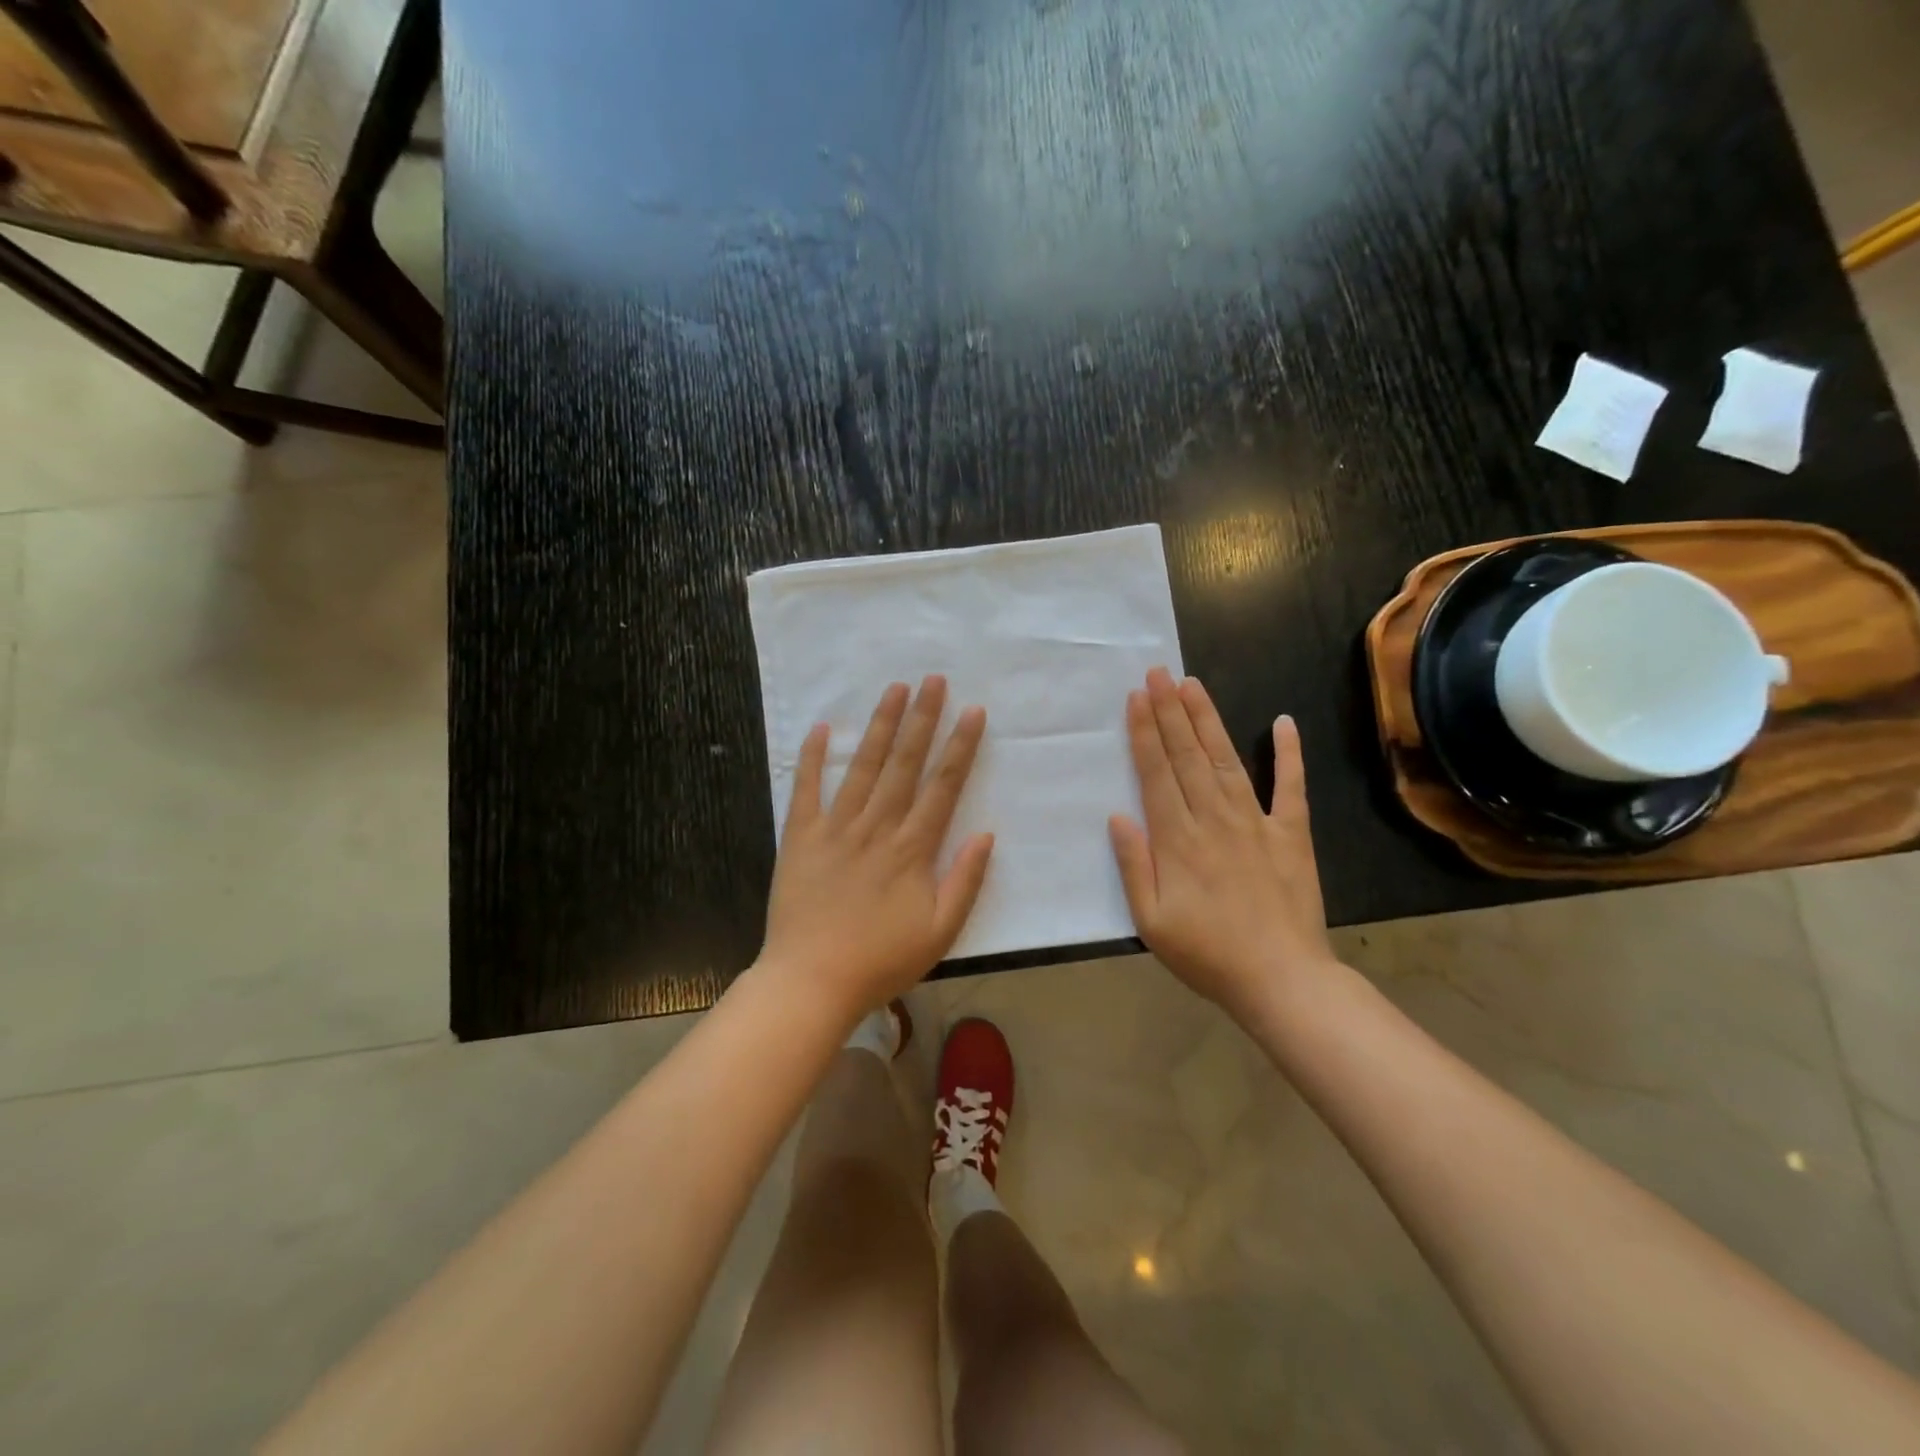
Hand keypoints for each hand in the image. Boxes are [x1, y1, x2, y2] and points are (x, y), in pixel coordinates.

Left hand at [761, 676, 994, 1016]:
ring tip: (895, 689)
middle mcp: (877, 827)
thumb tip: (986, 834)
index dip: (960, 746)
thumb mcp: (940, 932)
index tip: (973, 712)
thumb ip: (965, 881)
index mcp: (912, 849)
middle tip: (934, 680)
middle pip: (905, 764)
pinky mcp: (800, 837)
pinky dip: (814, 757)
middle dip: (922, 719)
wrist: (812, 981)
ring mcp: (836, 828)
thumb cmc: (881, 960)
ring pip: (863, 766)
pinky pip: (806, 789)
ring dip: (881, 726)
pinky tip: (824, 728)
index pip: (943, 786)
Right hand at [1109, 667, 1335, 1022]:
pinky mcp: (1292, 834)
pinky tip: (1284, 722)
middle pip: (1187, 756)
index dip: (1144, 733)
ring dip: (1208, 720)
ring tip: (1192, 685)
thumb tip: (1118, 816)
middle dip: (1169, 711)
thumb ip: (1134, 865)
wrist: (1281, 980)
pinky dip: (1289, 753)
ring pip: (1227, 760)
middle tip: (1158, 673)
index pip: (1156, 773)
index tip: (1136, 698)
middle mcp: (1214, 819)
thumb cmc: (1207, 954)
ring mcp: (1257, 823)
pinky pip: (1292, 787)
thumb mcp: (1151, 920)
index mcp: (1178, 839)